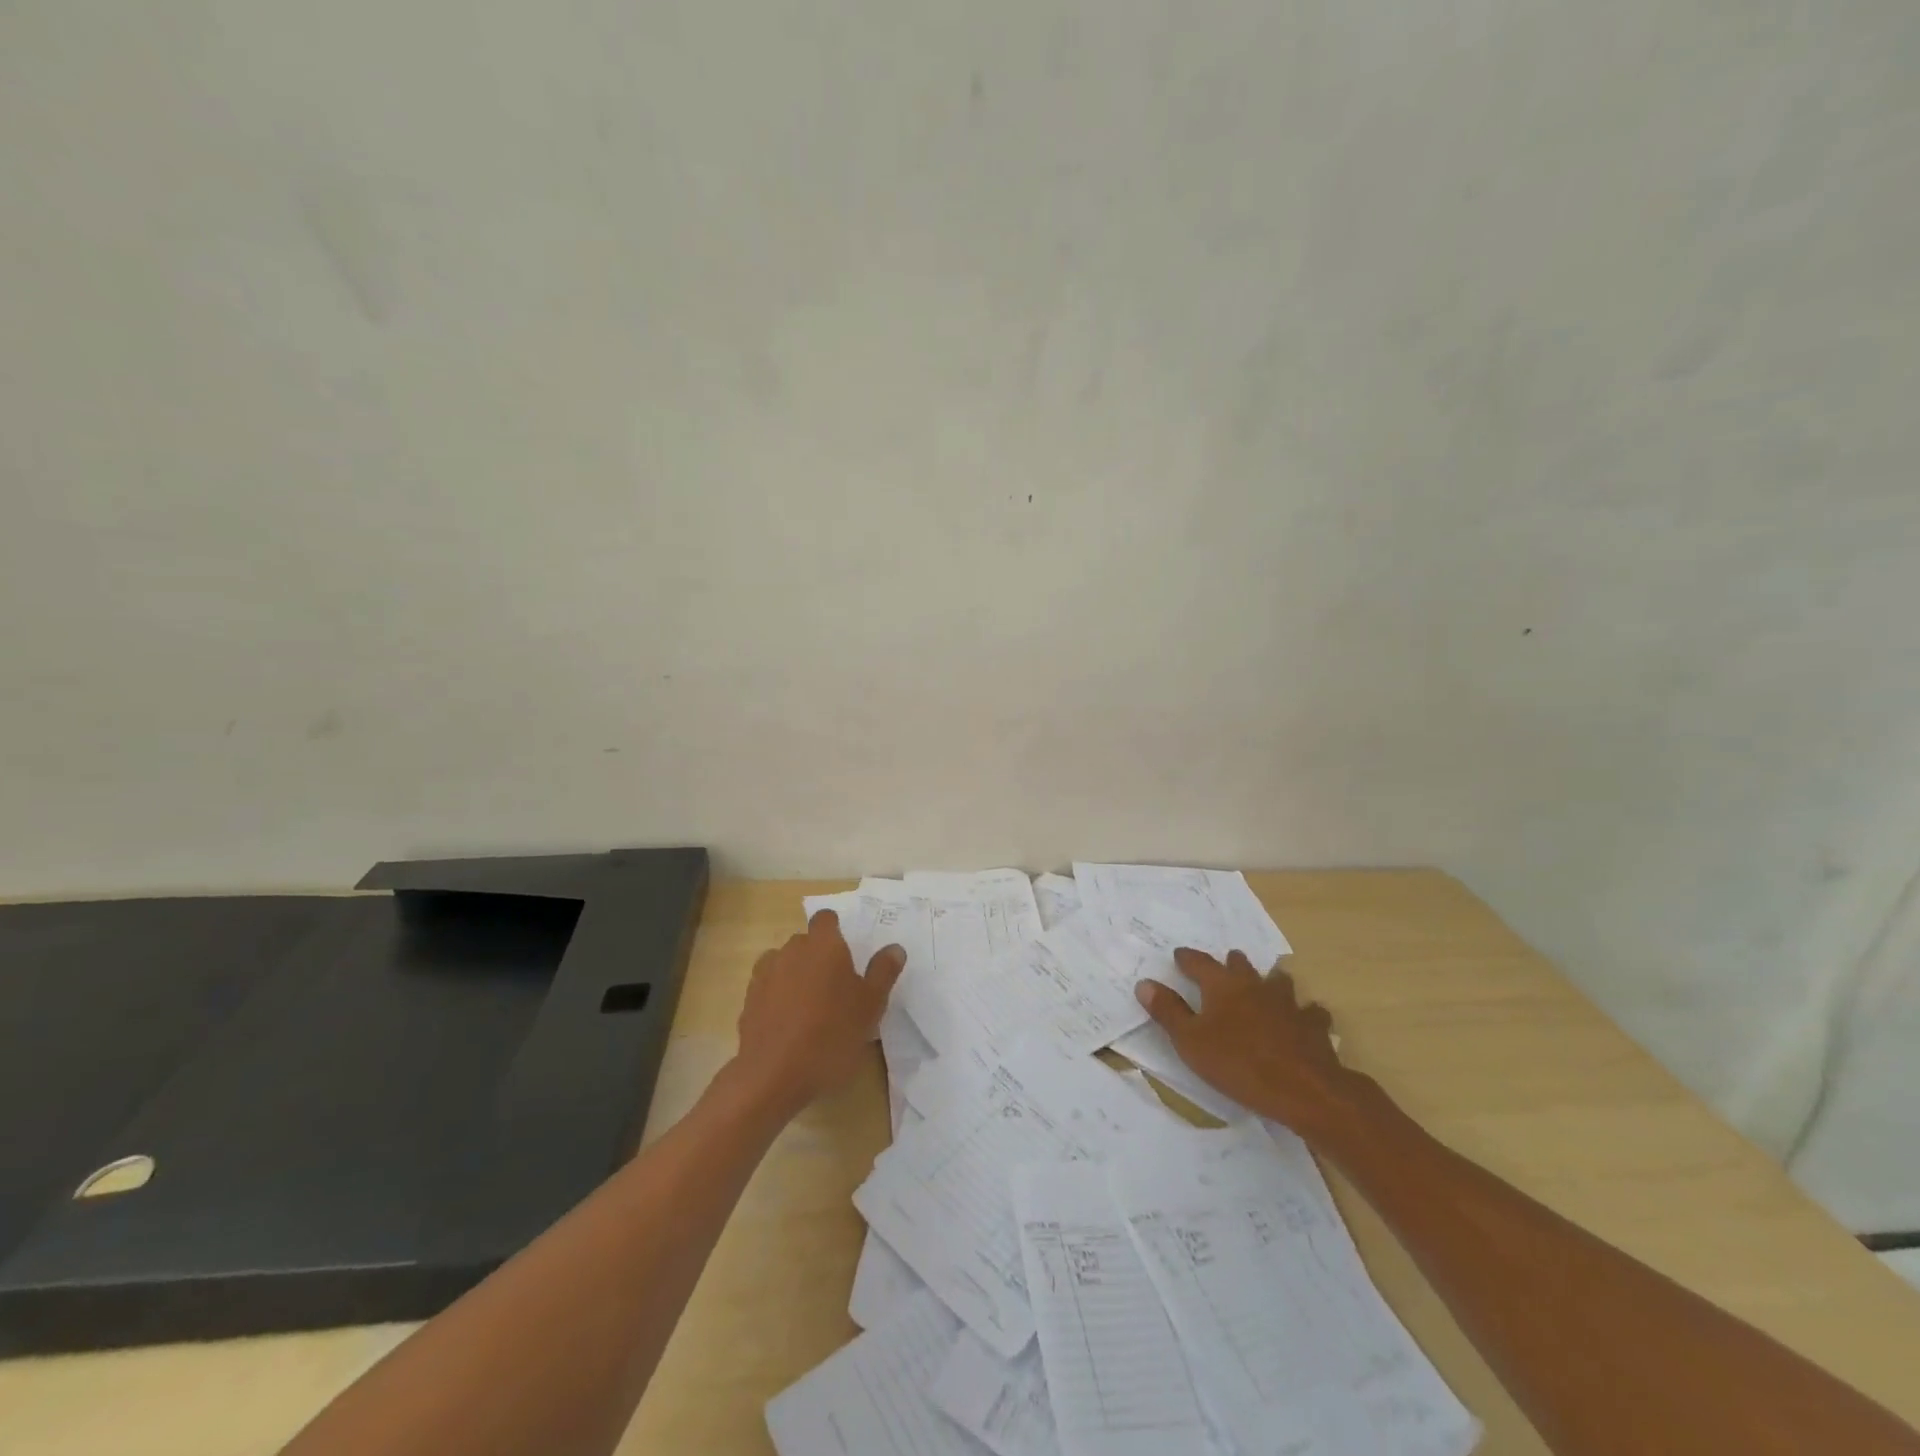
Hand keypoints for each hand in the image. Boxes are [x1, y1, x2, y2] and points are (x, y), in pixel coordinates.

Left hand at [735, 909, 905, 1110]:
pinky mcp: (748, 1001)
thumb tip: (894, 948)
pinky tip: (790, 1025)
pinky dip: (778, 998)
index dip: (836, 931)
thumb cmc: (832, 1034)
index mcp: (823, 945)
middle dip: (818, 957)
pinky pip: (768, 989)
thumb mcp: (871, 1006)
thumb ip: (883, 972)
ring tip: (811, 1008)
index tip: (847, 954)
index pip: (826, 919)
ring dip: (796, 976)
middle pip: (805, 942)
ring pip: (784, 964)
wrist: (773, 1076)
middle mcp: (791, 950)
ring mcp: (765, 975)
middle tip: (837, 988)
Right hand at [1135, 948, 1358, 1133]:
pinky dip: (1304, 1013)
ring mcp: (1288, 1003)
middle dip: (1231, 963)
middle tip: (1226, 964)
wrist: (1303, 1089)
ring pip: (1279, 981)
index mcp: (1222, 985)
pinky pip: (1310, 1012)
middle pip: (1241, 965)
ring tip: (1267, 985)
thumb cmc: (1238, 1063)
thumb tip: (1145, 983)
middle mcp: (1255, 985)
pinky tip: (1304, 1020)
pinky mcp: (1313, 1025)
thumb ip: (1167, 1011)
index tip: (1180, 956)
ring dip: (1270, 981)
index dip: (1187, 958)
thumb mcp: (1190, 1041)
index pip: (1199, 962)